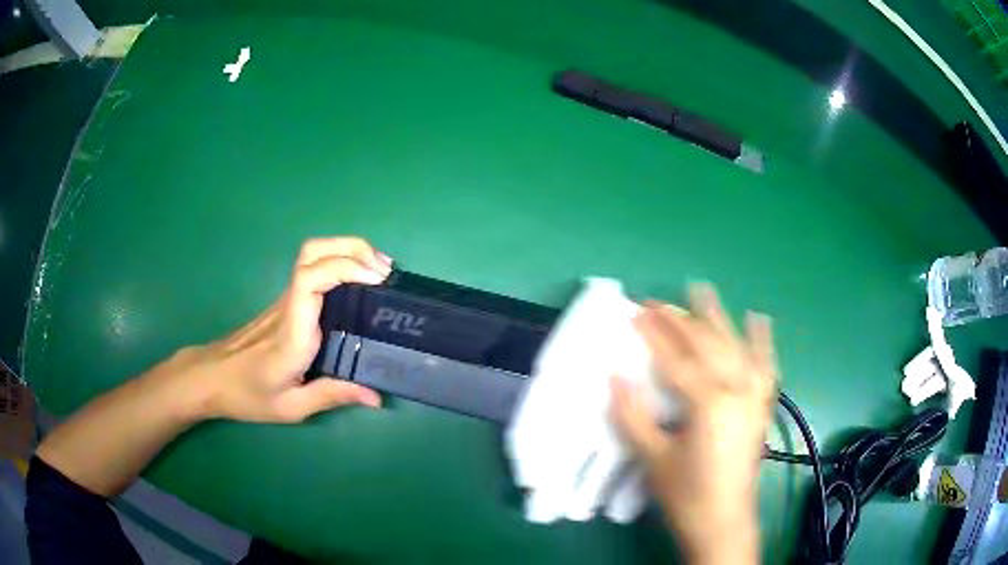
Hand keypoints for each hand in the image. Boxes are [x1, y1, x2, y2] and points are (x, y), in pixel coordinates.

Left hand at [188, 236, 391, 422]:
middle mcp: (288, 306)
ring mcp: (284, 300)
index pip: (311, 279)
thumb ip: (332, 396)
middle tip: (385, 270)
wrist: (211, 377)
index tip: (377, 279)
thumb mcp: (291, 407)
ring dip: (348, 252)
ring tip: (379, 271)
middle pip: (313, 251)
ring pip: (313, 254)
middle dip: (352, 248)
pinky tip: (357, 284)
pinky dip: (340, 264)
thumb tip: (376, 396)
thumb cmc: (247, 394)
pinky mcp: (285, 302)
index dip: (345, 268)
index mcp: (292, 333)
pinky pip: (313, 270)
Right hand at [611, 284, 776, 564]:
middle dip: (681, 320)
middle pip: (707, 345)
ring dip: (718, 318)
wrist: (723, 521)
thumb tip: (614, 376)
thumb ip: (632, 416)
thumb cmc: (685, 494)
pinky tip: (760, 320)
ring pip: (736, 346)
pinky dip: (762, 342)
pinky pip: (765, 366)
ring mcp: (755, 395)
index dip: (654, 335)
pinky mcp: (762, 405)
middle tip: (658, 302)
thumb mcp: (652, 458)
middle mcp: (737, 389)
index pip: (676, 359)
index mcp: (709, 402)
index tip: (635, 312)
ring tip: (703, 292)